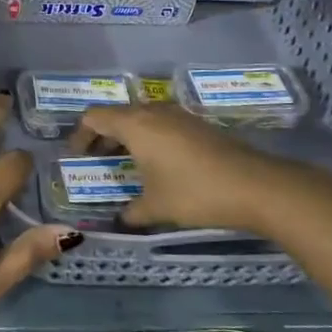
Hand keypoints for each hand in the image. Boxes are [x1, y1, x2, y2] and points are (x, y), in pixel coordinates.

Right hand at [74, 103, 331, 233]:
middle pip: (117, 114)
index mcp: (135, 124)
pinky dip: (149, 138)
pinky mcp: (198, 124)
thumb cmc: (195, 192)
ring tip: (125, 164)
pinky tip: (157, 164)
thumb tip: (121, 220)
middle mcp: (153, 111)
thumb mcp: (156, 208)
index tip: (76, 157)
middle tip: (96, 161)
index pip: (94, 117)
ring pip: (141, 117)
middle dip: (102, 136)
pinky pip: (161, 124)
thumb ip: (132, 212)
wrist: (255, 185)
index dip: (80, 134)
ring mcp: (178, 115)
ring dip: (127, 136)